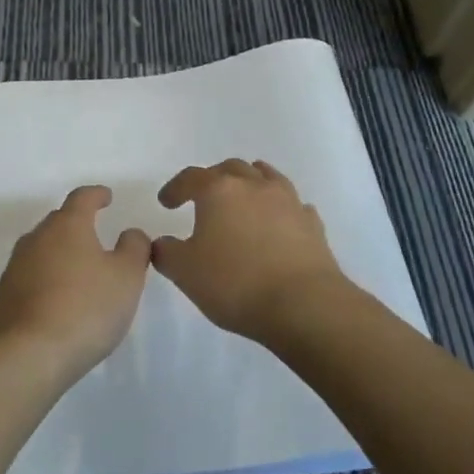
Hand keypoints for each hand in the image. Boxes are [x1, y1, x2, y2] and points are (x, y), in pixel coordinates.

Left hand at [0, 186, 152, 379]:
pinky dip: (47, 280)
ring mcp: (16, 266)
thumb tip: (130, 233)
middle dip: (78, 225)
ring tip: (79, 272)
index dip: (96, 195)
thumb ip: (134, 248)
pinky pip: (31, 276)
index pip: (82, 198)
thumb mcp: (127, 277)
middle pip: (59, 222)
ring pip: (42, 249)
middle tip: (96, 238)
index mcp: (68, 226)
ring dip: (60, 254)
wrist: (28, 355)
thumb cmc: (86, 308)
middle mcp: (37, 238)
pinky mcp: (4, 295)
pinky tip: (58, 300)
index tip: (106, 197)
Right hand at [152, 159, 350, 344]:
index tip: (165, 202)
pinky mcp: (312, 224)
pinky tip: (279, 222)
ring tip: (243, 196)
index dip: (175, 188)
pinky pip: (293, 204)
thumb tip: (162, 243)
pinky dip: (281, 208)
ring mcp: (288, 201)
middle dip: (214, 178)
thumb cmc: (235, 283)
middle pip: (231, 168)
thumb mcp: (185, 272)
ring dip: (250, 182)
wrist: (303, 305)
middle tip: (204, 196)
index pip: (191, 177)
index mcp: (219, 191)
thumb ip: (166, 253)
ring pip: (266, 176)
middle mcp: (254, 186)